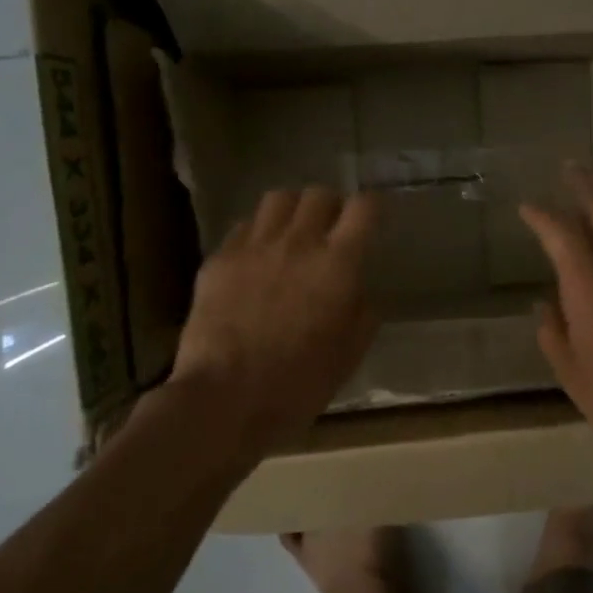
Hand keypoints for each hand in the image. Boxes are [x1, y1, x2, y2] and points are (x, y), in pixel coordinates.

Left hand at [166, 188, 379, 455]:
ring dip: (292, 210)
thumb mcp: (348, 356)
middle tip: (331, 228)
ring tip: (292, 233)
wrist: (223, 399)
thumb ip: (363, 316)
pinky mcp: (219, 259)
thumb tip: (361, 293)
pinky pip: (243, 227)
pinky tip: (256, 258)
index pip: (363, 207)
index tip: (373, 216)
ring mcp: (254, 247)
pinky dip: (257, 234)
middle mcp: (298, 243)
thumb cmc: (297, 384)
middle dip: (330, 205)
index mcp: (337, 264)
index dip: (372, 206)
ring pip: (278, 199)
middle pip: (318, 194)